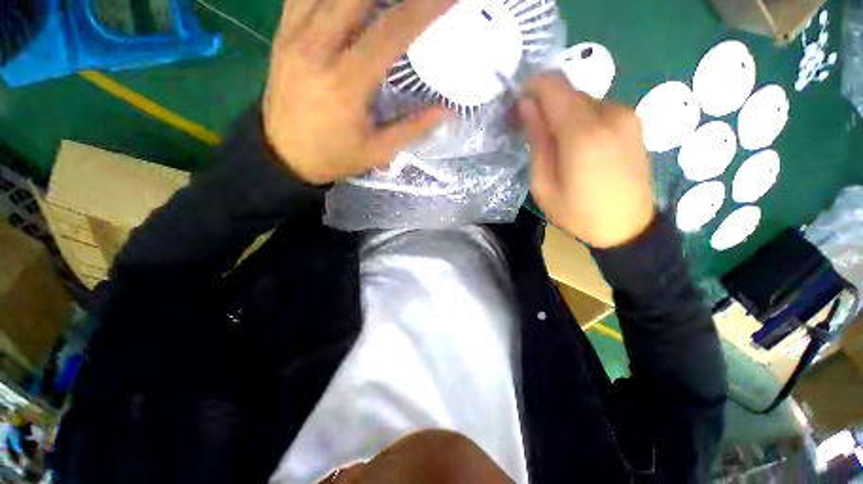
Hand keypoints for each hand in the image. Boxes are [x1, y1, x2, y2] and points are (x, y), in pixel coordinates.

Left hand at [263, 0, 453, 184]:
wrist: (284, 155)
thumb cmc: (334, 156)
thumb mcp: (378, 151)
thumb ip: (414, 128)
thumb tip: (448, 112)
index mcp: (346, 83)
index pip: (391, 31)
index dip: (424, 9)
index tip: (449, 0)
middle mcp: (317, 48)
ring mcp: (294, 36)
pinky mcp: (282, 34)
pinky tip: (350, 1)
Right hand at [520, 73, 654, 248]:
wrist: (627, 227)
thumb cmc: (578, 213)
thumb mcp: (543, 184)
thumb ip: (536, 141)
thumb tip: (526, 105)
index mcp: (583, 134)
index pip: (554, 86)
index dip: (532, 87)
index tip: (519, 105)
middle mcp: (609, 114)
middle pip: (568, 91)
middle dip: (545, 104)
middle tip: (532, 131)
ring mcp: (626, 116)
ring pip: (583, 100)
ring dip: (563, 114)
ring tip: (556, 145)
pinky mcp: (633, 122)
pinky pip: (598, 109)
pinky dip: (581, 119)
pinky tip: (578, 146)